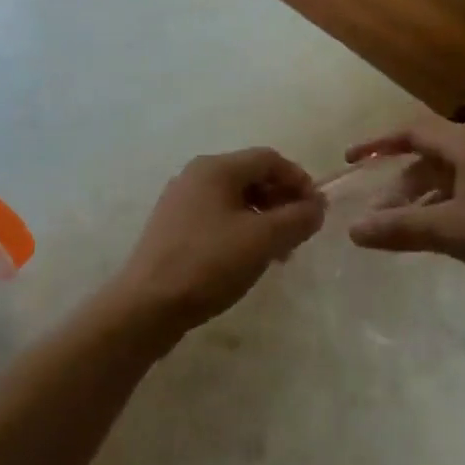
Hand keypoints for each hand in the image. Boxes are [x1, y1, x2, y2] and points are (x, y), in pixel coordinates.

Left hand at [112, 148, 326, 341]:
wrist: (146, 305)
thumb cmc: (208, 264)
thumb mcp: (262, 240)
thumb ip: (297, 219)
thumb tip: (317, 206)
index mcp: (216, 168)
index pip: (269, 158)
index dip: (299, 180)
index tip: (317, 211)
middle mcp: (195, 175)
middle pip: (251, 176)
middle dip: (281, 201)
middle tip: (300, 234)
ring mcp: (180, 201)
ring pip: (234, 199)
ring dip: (263, 219)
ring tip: (278, 252)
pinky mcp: (172, 227)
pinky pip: (217, 217)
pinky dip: (240, 230)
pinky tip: (248, 259)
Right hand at [345, 115, 464, 312]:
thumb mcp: (453, 231)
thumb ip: (400, 228)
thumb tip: (353, 230)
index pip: (413, 131)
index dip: (379, 143)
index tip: (352, 160)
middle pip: (430, 156)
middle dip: (400, 182)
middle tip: (378, 213)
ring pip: (450, 178)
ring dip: (422, 199)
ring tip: (403, 229)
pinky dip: (445, 208)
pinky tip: (440, 236)